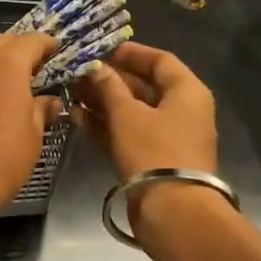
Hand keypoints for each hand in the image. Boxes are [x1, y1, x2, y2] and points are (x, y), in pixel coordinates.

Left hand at [0, 33, 61, 234]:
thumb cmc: (1, 160)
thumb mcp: (32, 136)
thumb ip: (41, 111)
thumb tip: (49, 101)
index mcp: (6, 65)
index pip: (31, 40)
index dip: (47, 44)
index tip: (60, 50)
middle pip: (3, 42)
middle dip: (23, 48)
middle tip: (42, 64)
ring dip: (2, 62)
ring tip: (22, 81)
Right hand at [72, 41, 220, 235]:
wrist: (172, 210)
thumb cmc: (154, 151)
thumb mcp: (127, 114)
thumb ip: (109, 88)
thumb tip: (95, 68)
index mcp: (187, 92)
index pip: (160, 60)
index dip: (131, 54)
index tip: (103, 51)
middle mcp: (182, 111)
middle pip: (145, 87)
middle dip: (110, 81)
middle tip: (79, 75)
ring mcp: (168, 137)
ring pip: (133, 112)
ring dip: (104, 103)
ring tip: (72, 95)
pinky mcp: (153, 159)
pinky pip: (129, 134)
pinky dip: (107, 126)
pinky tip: (78, 119)